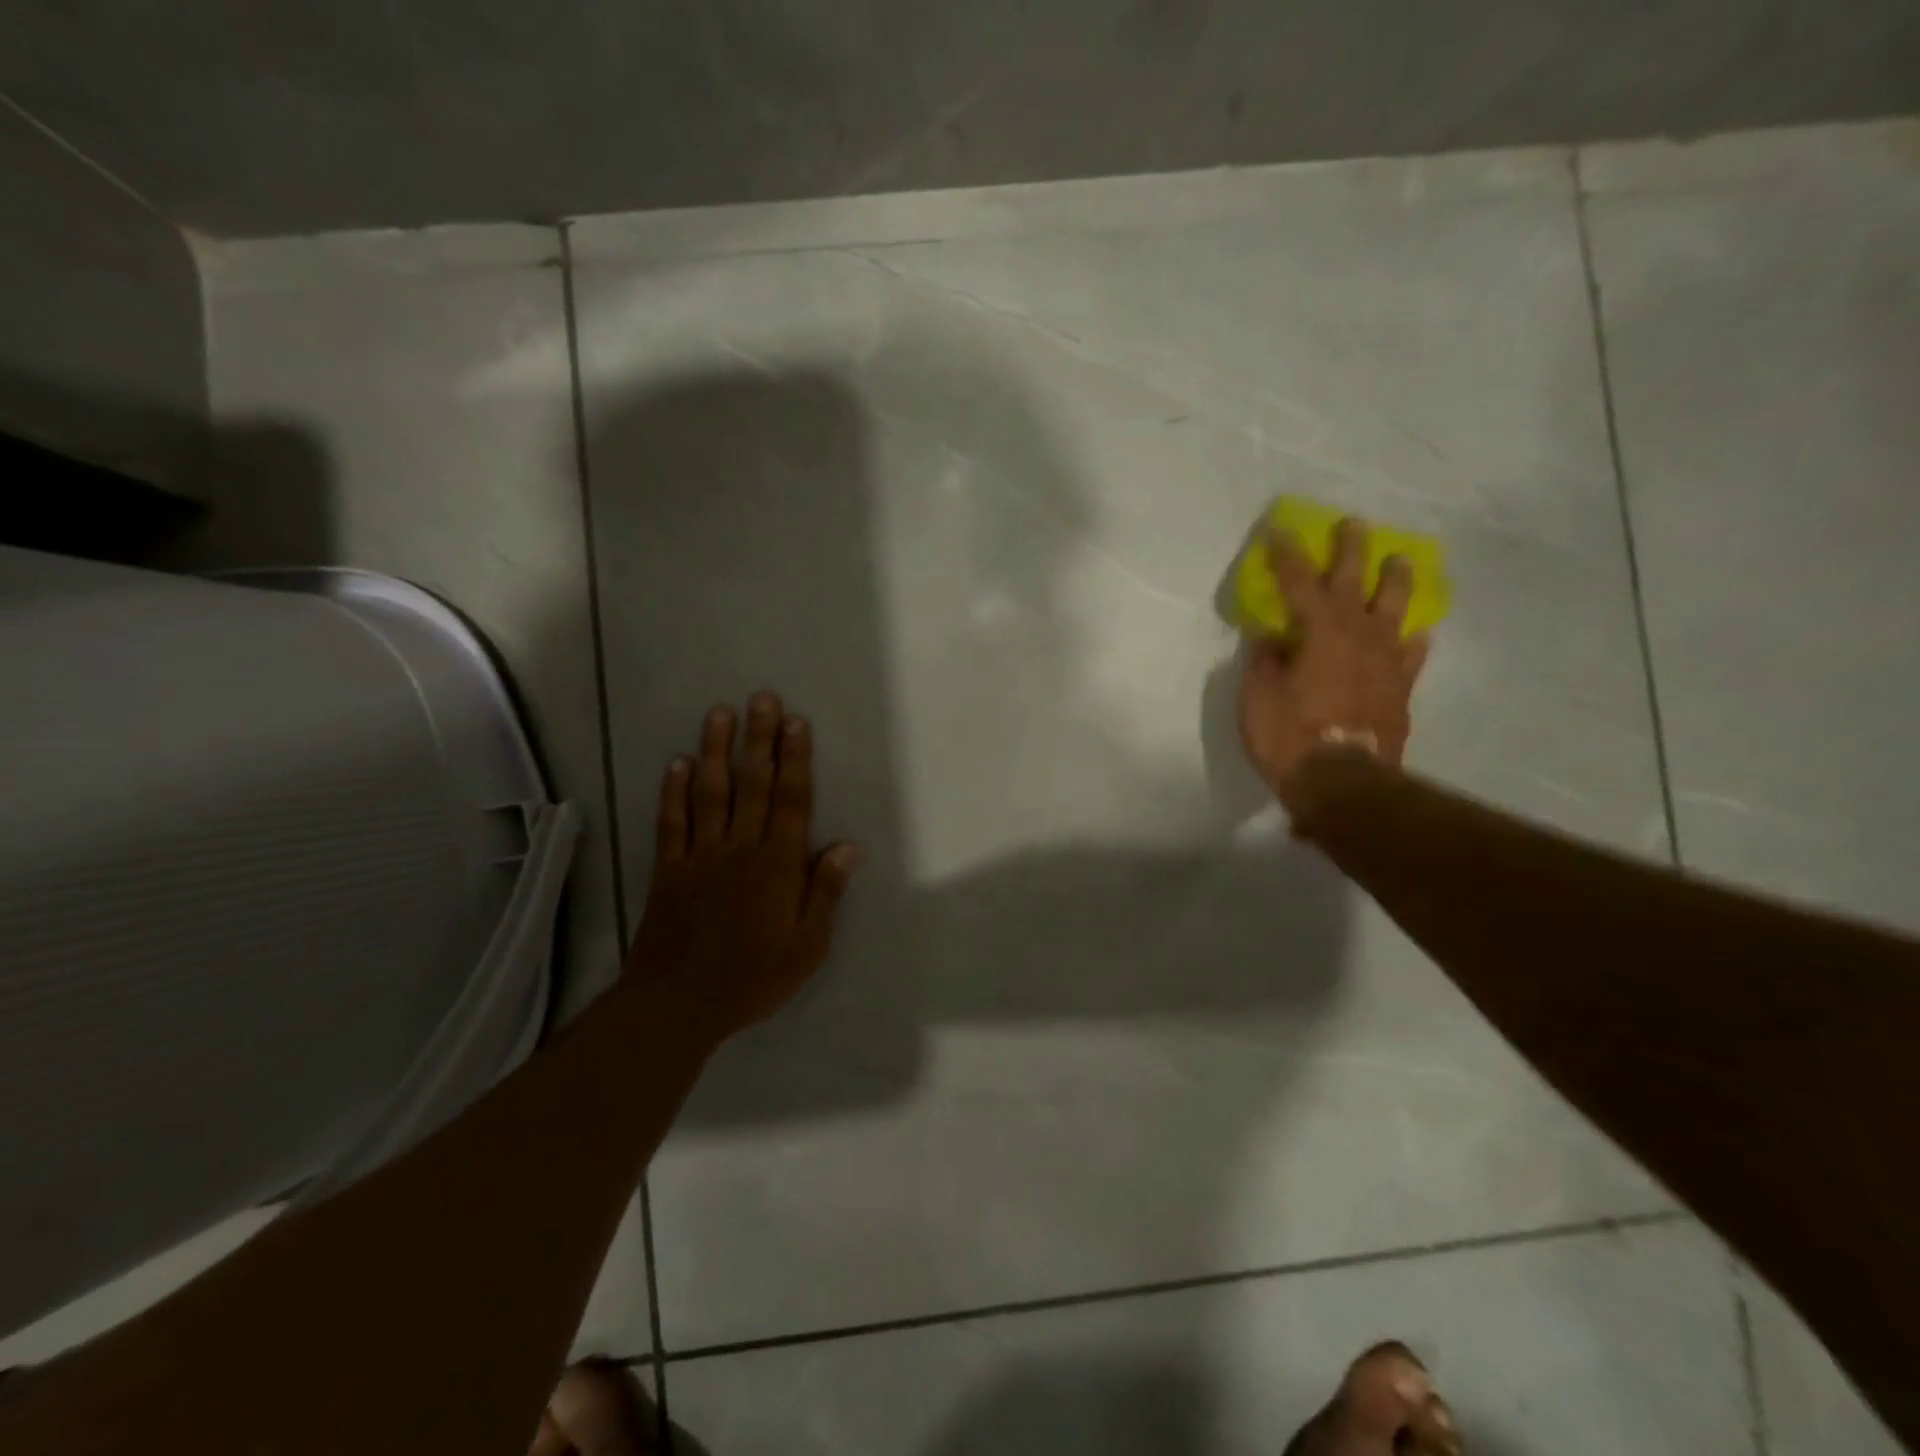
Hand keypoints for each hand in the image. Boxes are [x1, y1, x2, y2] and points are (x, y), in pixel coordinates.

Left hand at [627, 693, 857, 1038]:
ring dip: (717, 751)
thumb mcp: (807, 947)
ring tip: (721, 713)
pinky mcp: (669, 869)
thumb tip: (847, 846)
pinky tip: (678, 763)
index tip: (796, 723)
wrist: (678, 1004)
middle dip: (760, 740)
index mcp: (777, 866)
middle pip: (753, 786)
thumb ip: (825, 893)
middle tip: (762, 698)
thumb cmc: (752, 978)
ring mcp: (700, 856)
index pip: (791, 802)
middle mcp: (740, 849)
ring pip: (711, 793)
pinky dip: (674, 792)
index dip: (796, 760)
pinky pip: (672, 823)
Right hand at [1239, 516, 1431, 811]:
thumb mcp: (1257, 699)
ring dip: (1395, 582)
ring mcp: (1385, 662)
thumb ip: (1265, 662)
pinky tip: (1413, 635)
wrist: (1342, 782)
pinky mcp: (1399, 689)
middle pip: (1355, 582)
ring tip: (1400, 562)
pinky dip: (1409, 642)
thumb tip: (1271, 639)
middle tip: (1353, 524)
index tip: (1278, 531)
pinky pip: (1410, 656)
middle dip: (1351, 550)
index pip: (1299, 582)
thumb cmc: (1289, 737)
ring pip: (1395, 610)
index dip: (1287, 555)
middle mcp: (1357, 636)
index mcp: (1318, 632)